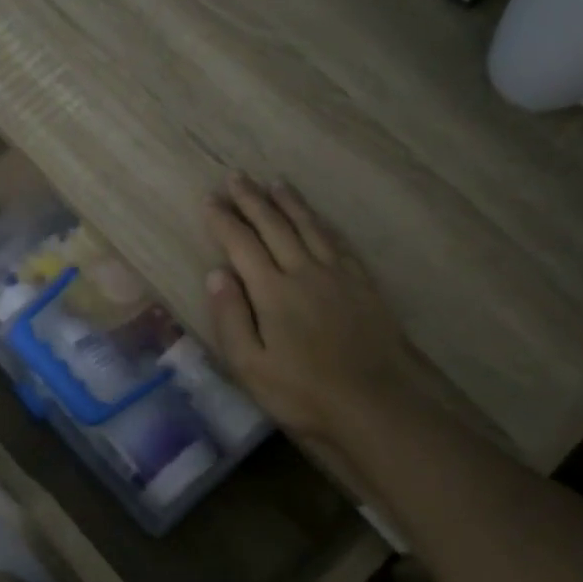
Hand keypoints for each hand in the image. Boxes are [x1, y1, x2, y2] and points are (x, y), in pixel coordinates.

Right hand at [204, 175, 418, 444]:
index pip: (241, 244)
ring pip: (309, 227)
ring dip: (289, 203)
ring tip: (274, 183)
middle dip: (252, 200)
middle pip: (274, 226)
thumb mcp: (250, 365)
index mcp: (272, 291)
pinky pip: (339, 242)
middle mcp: (304, 271)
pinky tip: (318, 219)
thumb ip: (231, 317)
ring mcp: (338, 275)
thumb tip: (216, 273)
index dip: (223, 220)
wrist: (373, 404)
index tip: (209, 199)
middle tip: (236, 177)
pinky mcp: (363, 285)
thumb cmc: (302, 393)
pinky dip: (322, 224)